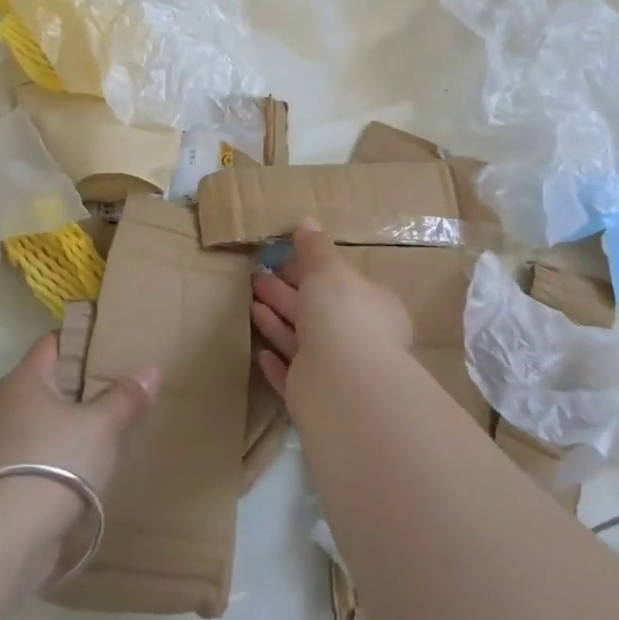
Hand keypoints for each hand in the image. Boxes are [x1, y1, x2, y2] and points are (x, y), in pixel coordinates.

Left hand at [0, 334, 157, 565]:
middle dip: (82, 383)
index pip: (54, 341)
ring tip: (108, 428)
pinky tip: (84, 467)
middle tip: (120, 386)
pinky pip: (37, 451)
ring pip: (43, 418)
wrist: (5, 537)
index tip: (114, 346)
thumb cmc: (55, 463)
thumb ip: (127, 397)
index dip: (84, 339)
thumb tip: (151, 371)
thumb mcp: (102, 426)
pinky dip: (59, 453)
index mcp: (25, 378)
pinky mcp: (0, 478)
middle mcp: (5, 403)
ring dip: (71, 422)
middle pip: (50, 381)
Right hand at [249, 218, 412, 395]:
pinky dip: (275, 363)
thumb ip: (315, 249)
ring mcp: (335, 370)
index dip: (308, 271)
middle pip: (314, 310)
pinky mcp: (313, 397)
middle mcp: (357, 338)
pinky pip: (291, 374)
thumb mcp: (329, 270)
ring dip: (275, 322)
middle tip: (254, 277)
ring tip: (248, 302)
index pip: (337, 283)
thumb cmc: (342, 314)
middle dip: (283, 292)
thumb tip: (306, 223)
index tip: (280, 261)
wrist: (342, 383)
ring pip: (300, 341)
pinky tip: (259, 352)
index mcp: (370, 306)